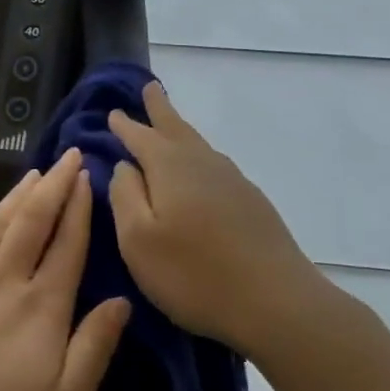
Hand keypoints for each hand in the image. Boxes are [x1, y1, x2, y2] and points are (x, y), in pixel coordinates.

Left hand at [0, 148, 131, 390]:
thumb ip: (93, 349)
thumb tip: (121, 301)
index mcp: (40, 309)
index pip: (66, 245)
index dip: (79, 208)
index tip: (87, 176)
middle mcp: (2, 284)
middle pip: (32, 222)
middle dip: (53, 186)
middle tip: (67, 157)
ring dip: (17, 198)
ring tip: (32, 175)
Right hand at [108, 81, 323, 358]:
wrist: (276, 302)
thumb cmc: (194, 274)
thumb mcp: (138, 240)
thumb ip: (124, 195)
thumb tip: (124, 165)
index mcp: (170, 166)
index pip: (140, 135)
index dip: (124, 125)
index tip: (112, 112)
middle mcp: (202, 162)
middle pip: (175, 127)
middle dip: (159, 108)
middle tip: (150, 88)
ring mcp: (232, 180)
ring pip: (198, 145)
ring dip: (180, 130)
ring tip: (169, 124)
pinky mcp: (251, 202)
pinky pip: (214, 165)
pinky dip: (199, 156)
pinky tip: (200, 170)